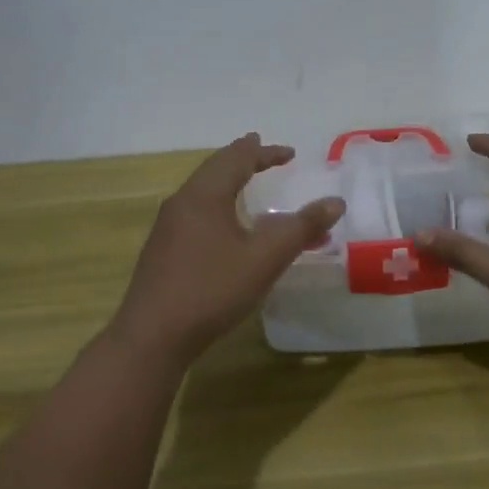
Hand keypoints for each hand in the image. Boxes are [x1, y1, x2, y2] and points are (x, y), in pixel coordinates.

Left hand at [110, 133, 344, 369]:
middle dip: (243, 160)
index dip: (265, 153)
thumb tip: (336, 202)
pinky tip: (224, 228)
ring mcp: (167, 227)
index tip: (290, 153)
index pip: (237, 158)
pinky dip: (218, 206)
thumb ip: (301, 228)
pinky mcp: (163, 250)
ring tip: (246, 184)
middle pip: (215, 169)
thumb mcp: (265, 258)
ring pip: (203, 192)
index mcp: (205, 194)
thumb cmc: (212, 290)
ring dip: (229, 183)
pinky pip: (196, 213)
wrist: (153, 335)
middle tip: (263, 153)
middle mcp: (182, 202)